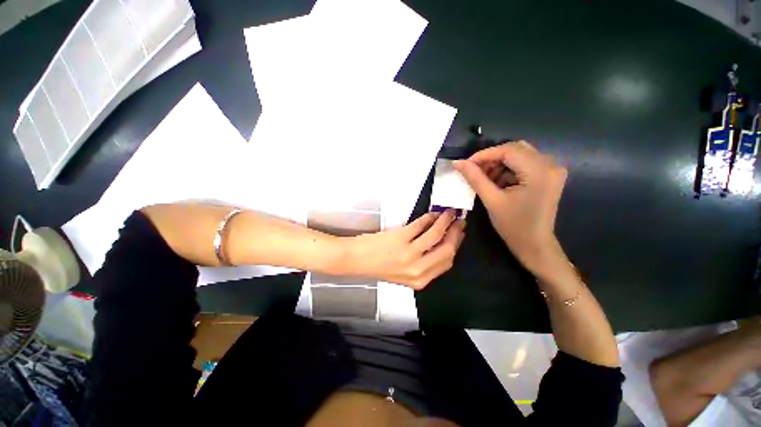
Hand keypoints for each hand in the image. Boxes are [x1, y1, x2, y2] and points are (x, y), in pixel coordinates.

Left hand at [344, 210, 465, 289]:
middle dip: (455, 233)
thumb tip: (440, 244)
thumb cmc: (378, 266)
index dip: (455, 246)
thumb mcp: (405, 273)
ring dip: (445, 221)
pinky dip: (429, 218)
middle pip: (447, 250)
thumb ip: (424, 264)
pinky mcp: (400, 238)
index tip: (459, 235)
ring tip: (448, 213)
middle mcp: (418, 269)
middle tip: (459, 221)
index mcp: (420, 281)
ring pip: (436, 235)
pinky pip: (421, 225)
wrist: (356, 260)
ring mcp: (409, 253)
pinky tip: (432, 214)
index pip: (447, 262)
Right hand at [453, 141, 566, 276]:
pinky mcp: (548, 176)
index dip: (484, 155)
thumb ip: (475, 178)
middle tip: (474, 171)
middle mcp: (550, 164)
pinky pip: (524, 164)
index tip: (465, 164)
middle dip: (491, 159)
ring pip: (519, 155)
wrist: (535, 245)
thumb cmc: (513, 226)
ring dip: (499, 164)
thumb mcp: (492, 200)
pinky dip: (508, 170)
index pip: (508, 150)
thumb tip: (458, 163)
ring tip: (484, 179)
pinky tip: (497, 182)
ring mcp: (552, 169)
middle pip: (515, 150)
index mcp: (539, 171)